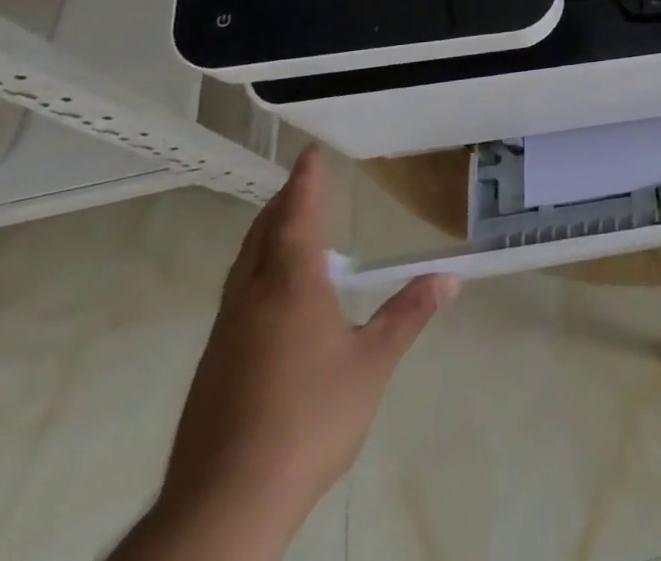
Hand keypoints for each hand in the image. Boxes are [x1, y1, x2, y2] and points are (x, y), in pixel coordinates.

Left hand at [146, 147, 457, 553]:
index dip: (305, 183)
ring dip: (266, 238)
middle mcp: (251, 300)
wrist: (223, 506)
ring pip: (243, 268)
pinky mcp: (212, 369)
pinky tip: (273, 299)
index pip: (296, 217)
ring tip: (288, 231)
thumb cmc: (308, 420)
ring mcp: (225, 335)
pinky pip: (236, 298)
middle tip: (302, 185)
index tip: (309, 154)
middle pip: (262, 236)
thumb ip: (408, 315)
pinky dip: (256, 273)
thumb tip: (449, 278)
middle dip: (282, 205)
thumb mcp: (372, 364)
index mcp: (290, 287)